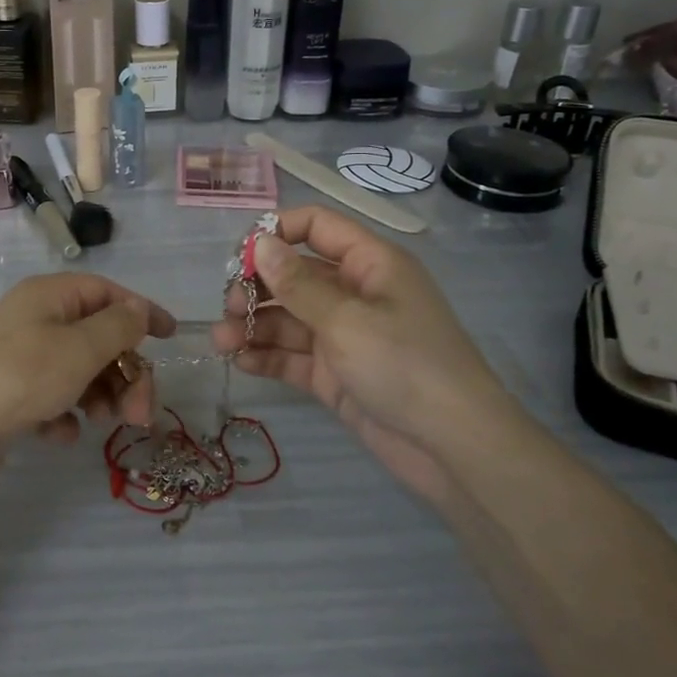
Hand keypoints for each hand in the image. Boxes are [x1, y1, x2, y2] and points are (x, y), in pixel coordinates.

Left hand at [0, 274, 175, 473]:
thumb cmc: (20, 378)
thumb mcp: (79, 348)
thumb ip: (117, 327)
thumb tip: (138, 308)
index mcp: (49, 296)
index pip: (106, 292)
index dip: (141, 311)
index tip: (171, 337)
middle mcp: (34, 319)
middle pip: (97, 336)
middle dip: (125, 372)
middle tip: (140, 414)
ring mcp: (19, 357)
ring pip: (78, 370)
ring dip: (100, 396)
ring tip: (102, 424)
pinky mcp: (9, 394)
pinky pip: (52, 397)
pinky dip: (64, 414)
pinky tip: (58, 435)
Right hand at [212, 206, 523, 500]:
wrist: (455, 450)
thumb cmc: (405, 365)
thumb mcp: (346, 319)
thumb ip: (297, 283)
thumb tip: (260, 243)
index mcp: (369, 264)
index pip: (316, 227)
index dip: (276, 232)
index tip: (239, 257)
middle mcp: (355, 293)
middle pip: (294, 274)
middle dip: (257, 287)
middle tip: (228, 307)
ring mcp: (344, 335)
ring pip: (288, 318)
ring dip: (254, 324)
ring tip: (221, 340)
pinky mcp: (336, 374)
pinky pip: (294, 355)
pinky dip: (267, 355)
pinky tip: (240, 360)